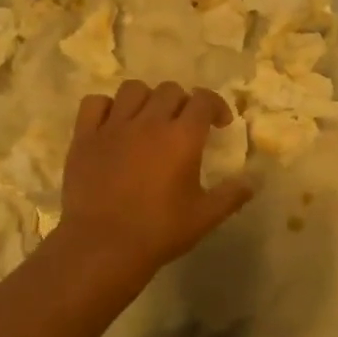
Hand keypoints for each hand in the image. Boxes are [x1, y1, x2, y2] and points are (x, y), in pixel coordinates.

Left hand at [58, 80, 253, 285]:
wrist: (102, 247)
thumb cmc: (158, 232)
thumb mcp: (204, 217)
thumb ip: (231, 196)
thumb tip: (252, 182)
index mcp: (182, 137)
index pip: (204, 99)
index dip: (216, 106)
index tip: (219, 124)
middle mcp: (149, 122)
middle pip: (170, 90)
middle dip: (183, 102)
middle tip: (184, 126)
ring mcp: (113, 126)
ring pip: (133, 89)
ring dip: (147, 99)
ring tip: (148, 120)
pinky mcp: (84, 137)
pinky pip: (95, 103)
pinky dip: (107, 107)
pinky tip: (113, 124)